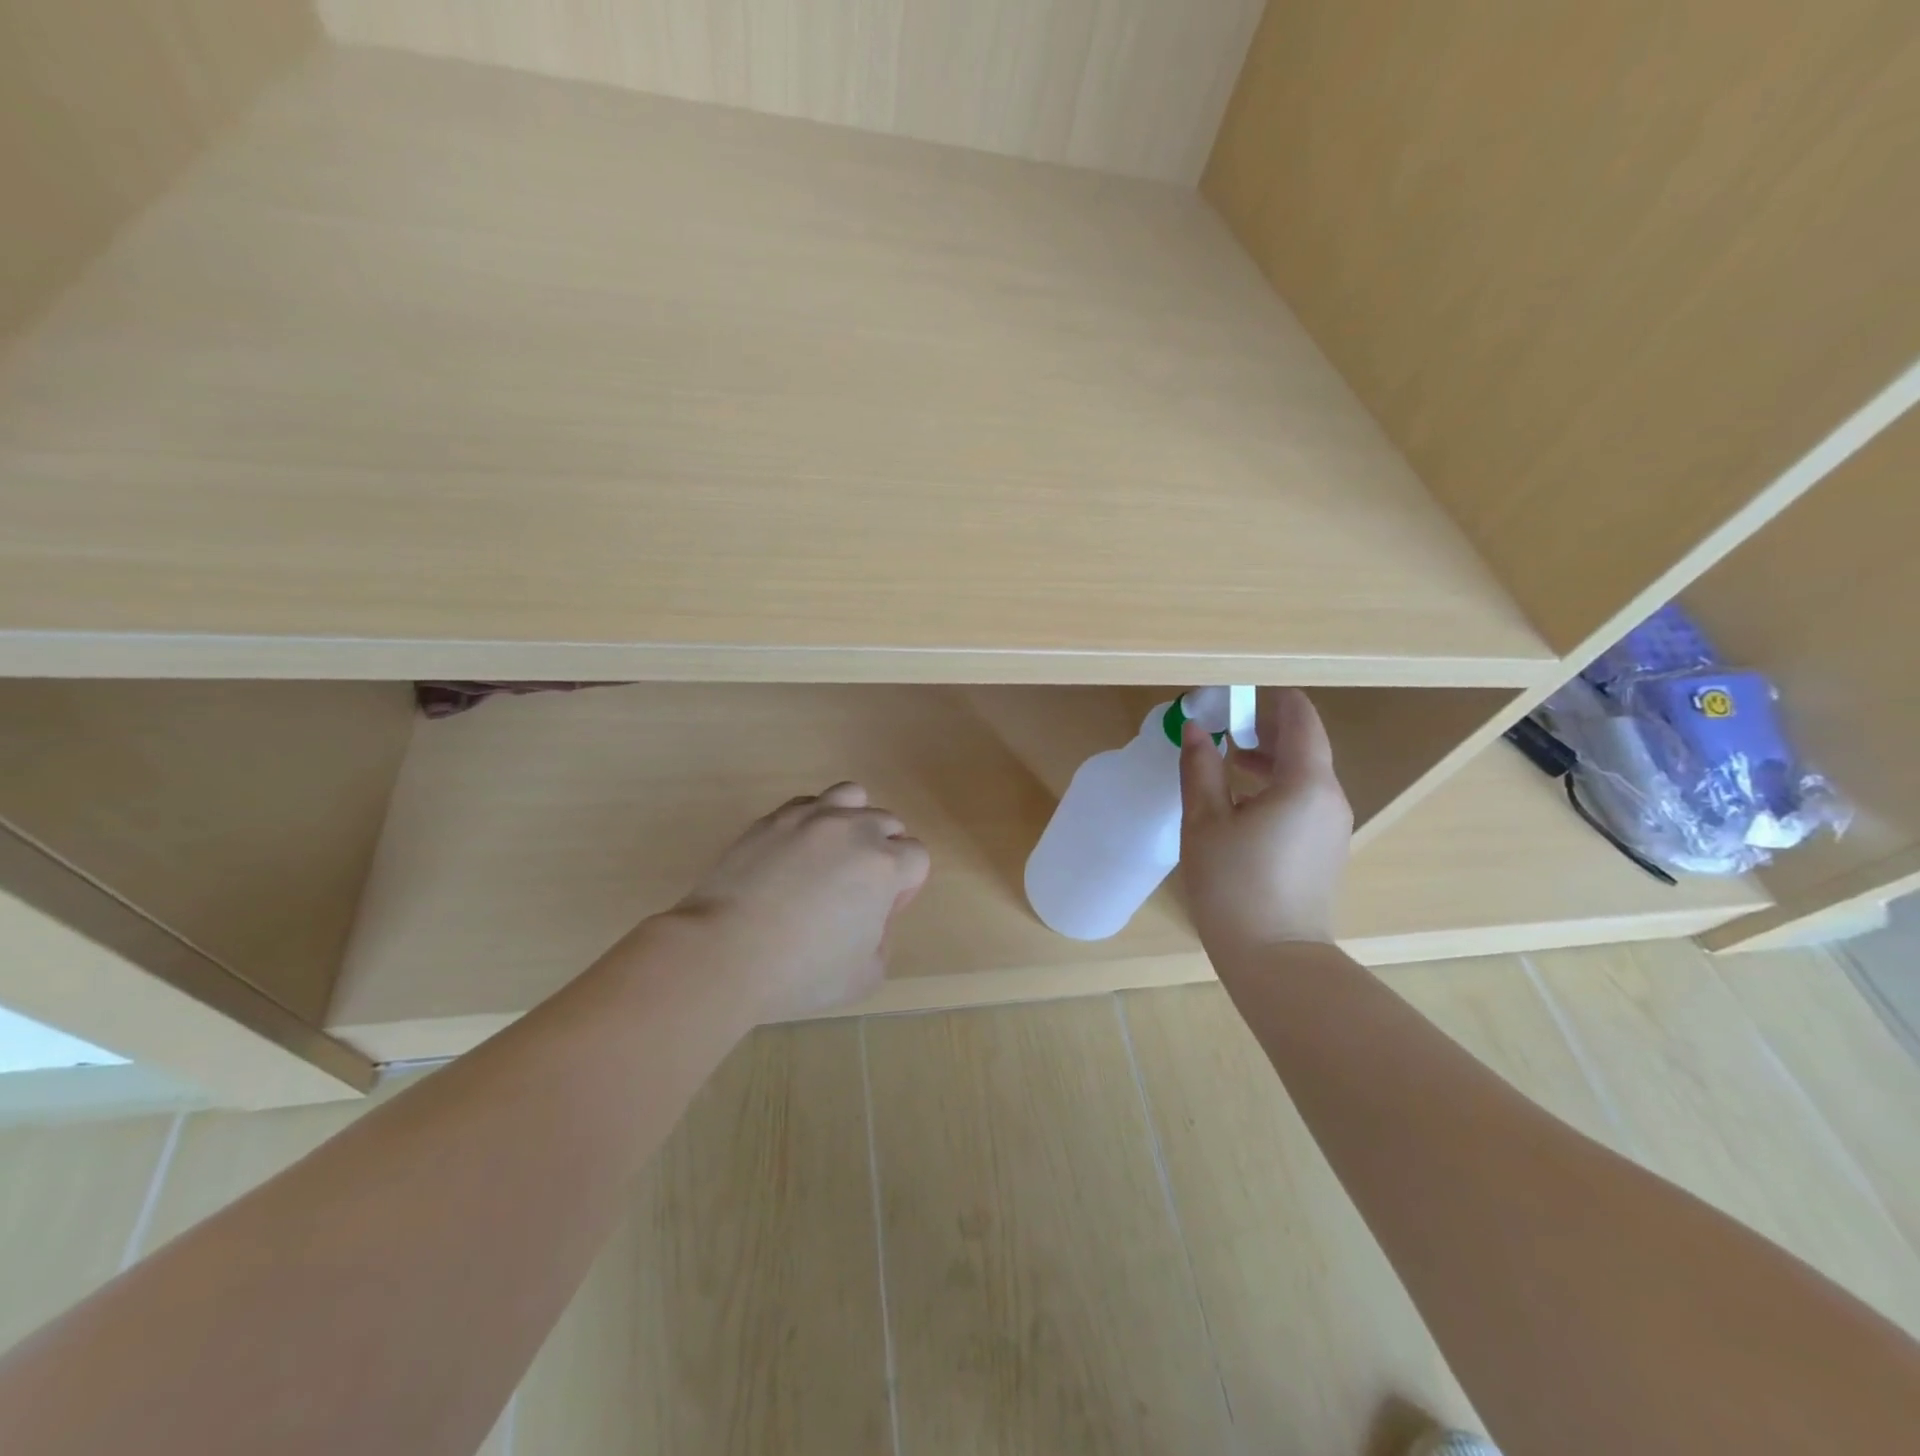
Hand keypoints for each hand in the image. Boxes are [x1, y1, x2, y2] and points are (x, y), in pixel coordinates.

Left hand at [664, 782, 930, 1021]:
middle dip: (883, 851)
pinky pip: (808, 803)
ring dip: (853, 820)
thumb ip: (882, 940)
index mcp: (884, 866)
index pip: (917, 857)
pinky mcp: (772, 818)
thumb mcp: (864, 975)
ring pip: (852, 797)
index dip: (905, 886)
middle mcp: (854, 829)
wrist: (725, 952)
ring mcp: (811, 818)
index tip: (882, 911)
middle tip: (857, 887)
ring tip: (834, 852)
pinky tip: (797, 850)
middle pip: (888, 823)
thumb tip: (871, 919)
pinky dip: (813, 820)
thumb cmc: (801, 971)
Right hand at [1178, 688, 1352, 951]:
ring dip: (1269, 760)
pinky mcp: (1326, 849)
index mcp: (1306, 783)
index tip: (1235, 695)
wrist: (1275, 958)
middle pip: (1305, 745)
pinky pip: (1305, 801)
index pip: (1300, 719)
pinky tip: (1242, 803)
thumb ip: (1200, 768)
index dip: (1270, 700)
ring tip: (1226, 762)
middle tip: (1222, 725)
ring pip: (1305, 775)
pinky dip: (1277, 787)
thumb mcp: (1205, 822)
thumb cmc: (1234, 885)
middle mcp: (1330, 798)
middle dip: (1265, 730)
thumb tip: (1196, 729)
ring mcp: (1332, 826)